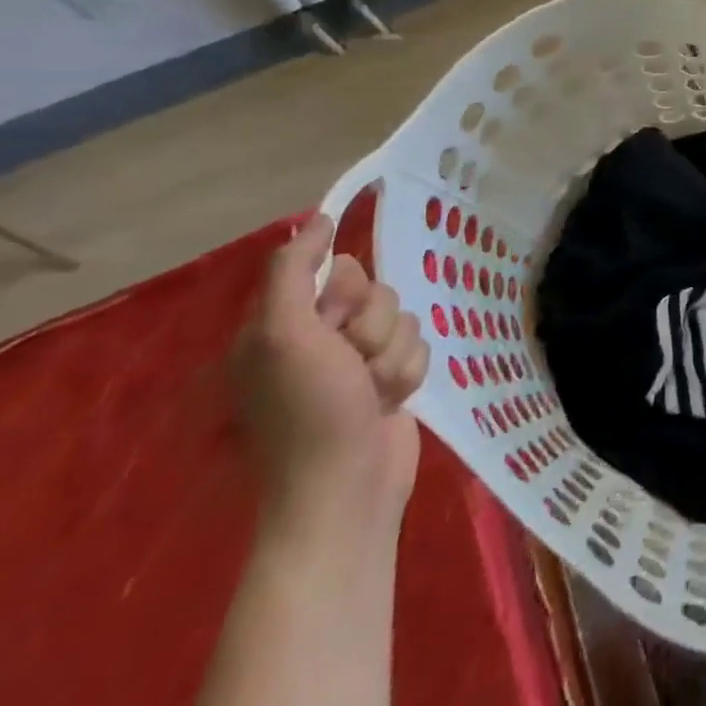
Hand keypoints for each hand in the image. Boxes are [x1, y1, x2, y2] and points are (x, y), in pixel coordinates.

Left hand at [233, 213, 429, 525]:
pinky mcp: (390, 380)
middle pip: (379, 293)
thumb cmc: (310, 412)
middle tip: (353, 365)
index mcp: (284, 323)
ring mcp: (358, 361)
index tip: (335, 325)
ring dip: (394, 355)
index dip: (349, 293)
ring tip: (373, 392)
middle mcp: (320, 337)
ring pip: (405, 320)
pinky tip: (391, 402)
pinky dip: (409, 374)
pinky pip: (421, 348)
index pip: (340, 270)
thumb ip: (294, 272)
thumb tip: (318, 219)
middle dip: (375, 328)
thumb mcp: (285, 335)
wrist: (347, 487)